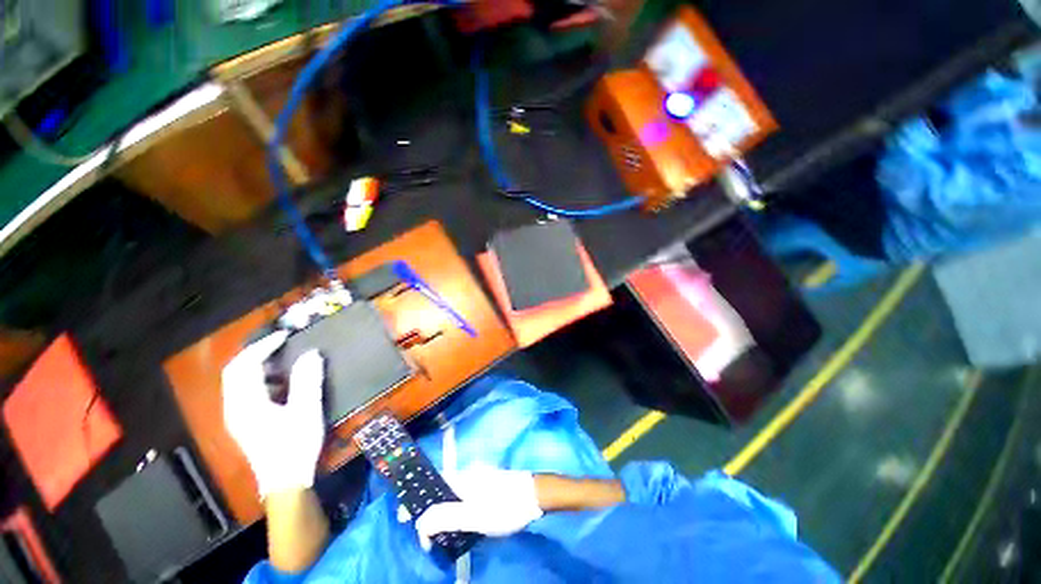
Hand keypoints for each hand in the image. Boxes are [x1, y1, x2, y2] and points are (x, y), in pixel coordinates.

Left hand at [222, 331, 325, 496]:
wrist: (286, 481)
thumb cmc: (295, 445)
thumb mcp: (306, 410)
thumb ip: (307, 380)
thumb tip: (311, 353)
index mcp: (245, 404)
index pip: (244, 366)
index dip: (263, 346)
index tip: (285, 336)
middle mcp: (235, 408)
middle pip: (235, 372)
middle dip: (256, 353)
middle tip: (281, 343)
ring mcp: (238, 416)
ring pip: (239, 382)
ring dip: (258, 366)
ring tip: (282, 358)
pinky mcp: (246, 422)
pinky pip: (247, 392)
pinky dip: (261, 379)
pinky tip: (280, 383)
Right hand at [414, 465, 542, 550]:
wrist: (534, 496)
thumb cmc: (504, 505)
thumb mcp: (474, 515)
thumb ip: (445, 517)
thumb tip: (420, 522)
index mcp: (461, 478)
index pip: (431, 483)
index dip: (415, 498)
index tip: (404, 518)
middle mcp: (467, 475)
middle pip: (440, 489)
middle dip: (427, 509)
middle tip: (421, 533)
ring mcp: (478, 481)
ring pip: (451, 495)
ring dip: (441, 512)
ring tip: (435, 534)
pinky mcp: (486, 488)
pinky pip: (463, 499)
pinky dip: (454, 512)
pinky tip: (456, 526)